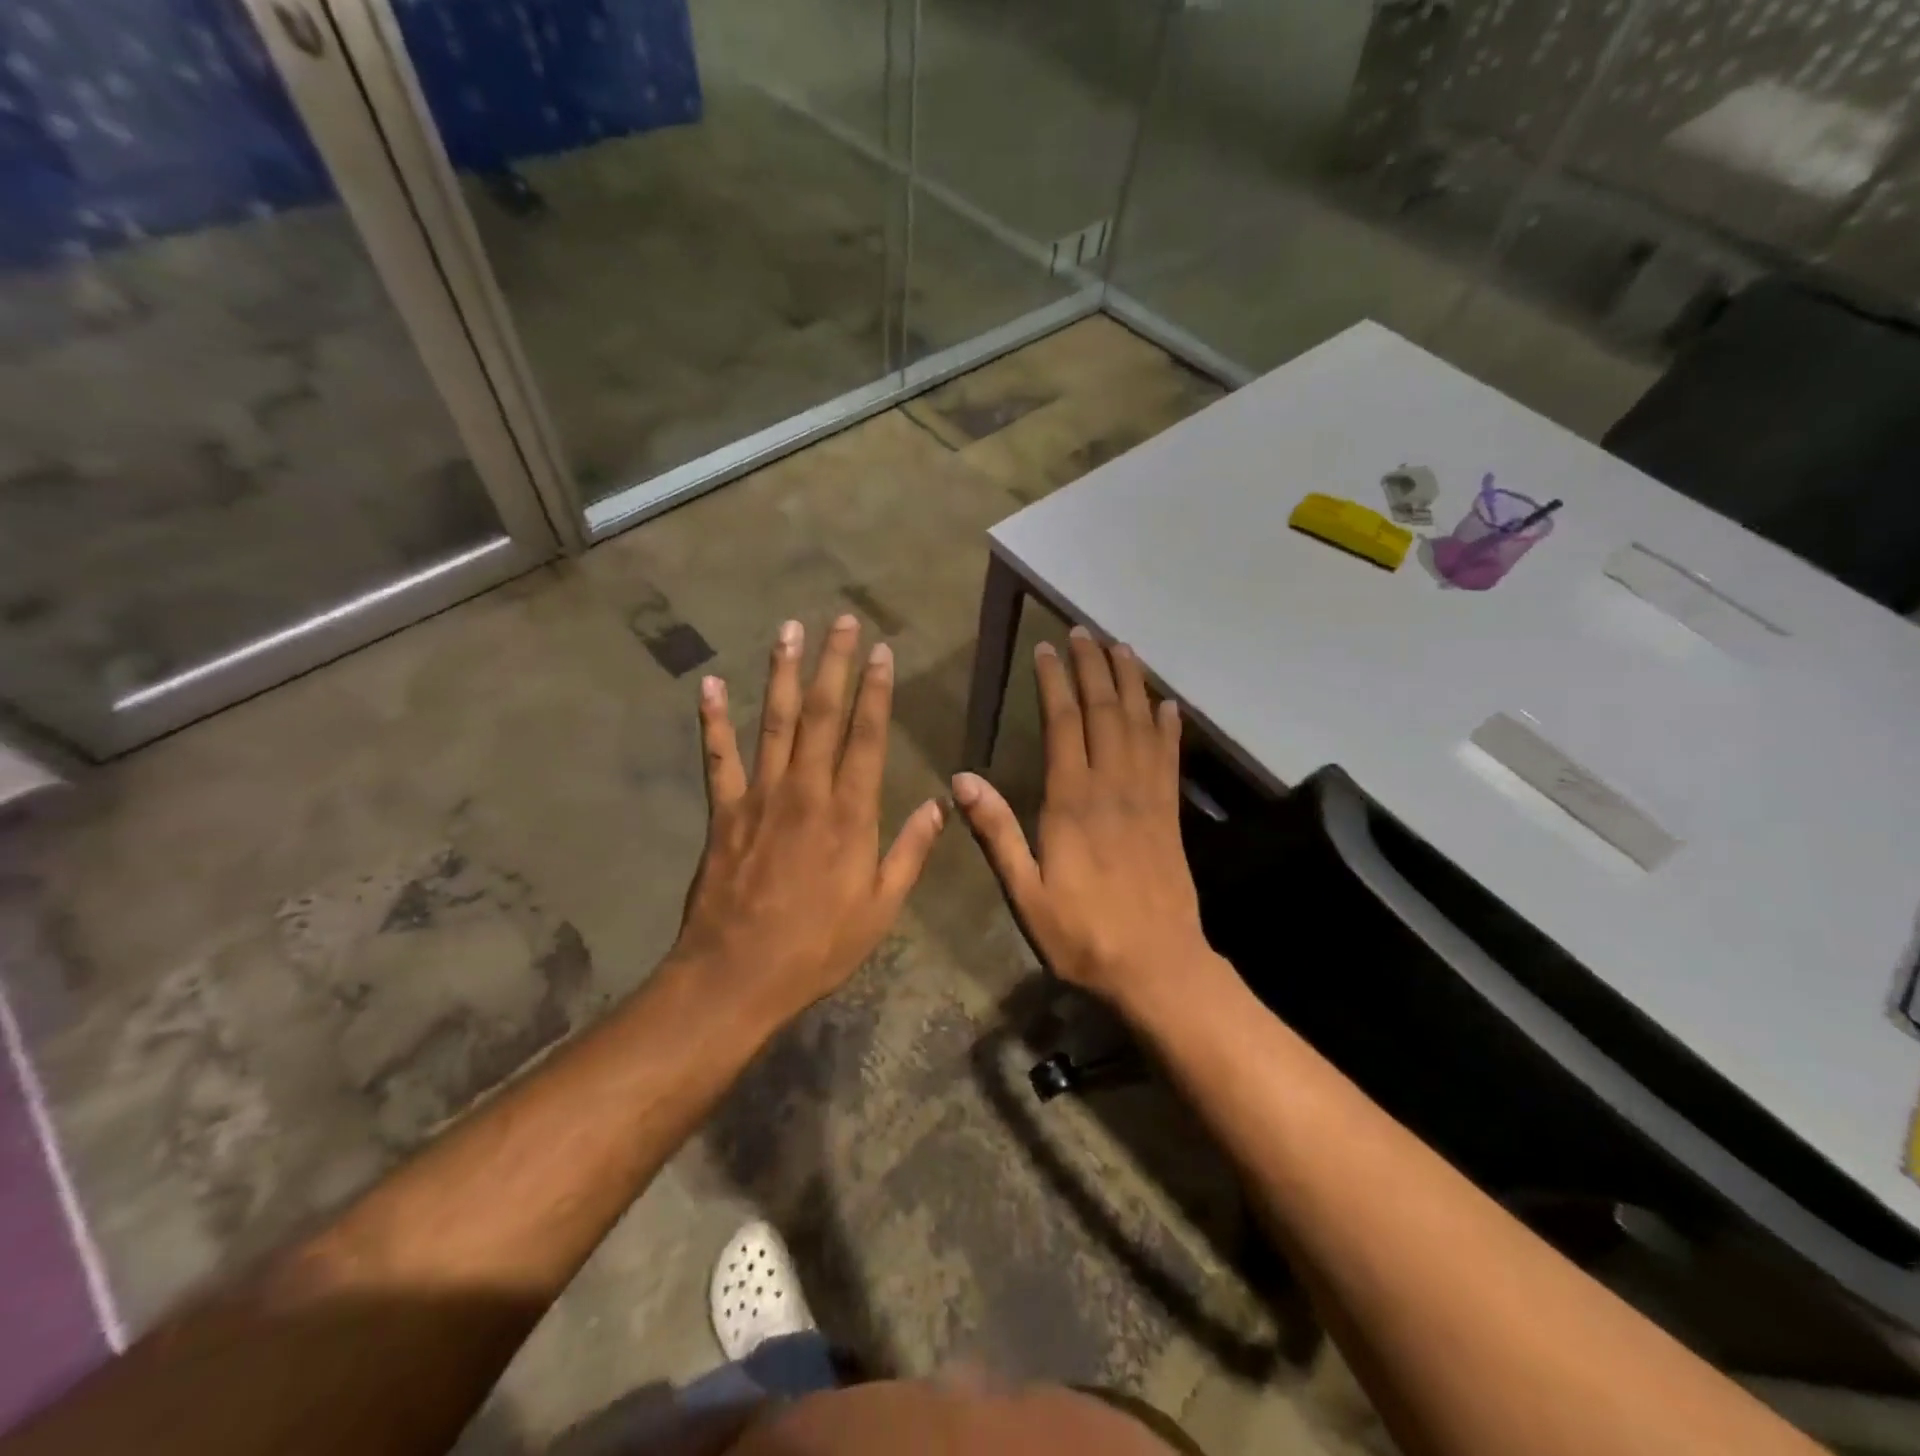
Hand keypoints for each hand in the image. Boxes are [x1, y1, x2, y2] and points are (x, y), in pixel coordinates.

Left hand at [673, 615, 944, 1024]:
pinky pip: (718, 756)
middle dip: (833, 664)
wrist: (738, 975)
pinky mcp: (724, 811)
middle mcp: (806, 790)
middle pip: (821, 714)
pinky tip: (709, 684)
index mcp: (850, 813)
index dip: (876, 691)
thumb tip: (941, 804)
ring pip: (772, 721)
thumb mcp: (882, 908)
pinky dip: (712, 719)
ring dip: (781, 673)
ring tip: (787, 630)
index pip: (867, 736)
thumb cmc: (818, 946)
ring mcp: (760, 796)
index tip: (881, 652)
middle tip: (839, 621)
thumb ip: (911, 851)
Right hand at [952, 627, 1218, 1012]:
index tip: (1045, 648)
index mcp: (1072, 802)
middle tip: (1083, 631)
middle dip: (1092, 667)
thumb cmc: (1082, 934)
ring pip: (1140, 725)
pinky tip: (1168, 705)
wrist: (1157, 967)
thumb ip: (997, 833)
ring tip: (1122, 648)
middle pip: (1104, 712)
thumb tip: (961, 779)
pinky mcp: (1170, 815)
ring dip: (1131, 683)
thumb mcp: (1025, 893)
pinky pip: (1170, 759)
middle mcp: (1113, 787)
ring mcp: (1147, 798)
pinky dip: (1169, 727)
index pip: (1063, 725)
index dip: (1054, 682)